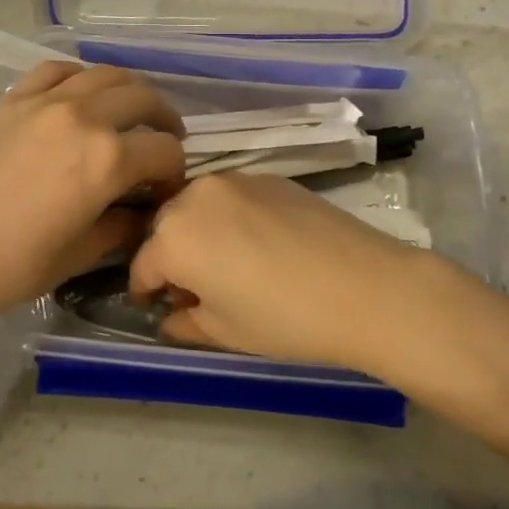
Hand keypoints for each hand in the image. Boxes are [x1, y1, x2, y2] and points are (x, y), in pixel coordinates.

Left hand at [0, 62, 185, 327]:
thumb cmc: (10, 265)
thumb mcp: (79, 255)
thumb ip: (121, 227)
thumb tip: (141, 214)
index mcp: (107, 161)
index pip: (164, 151)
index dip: (175, 171)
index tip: (166, 188)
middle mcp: (83, 118)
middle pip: (142, 99)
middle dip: (164, 120)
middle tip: (163, 141)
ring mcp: (43, 101)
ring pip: (104, 74)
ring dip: (128, 91)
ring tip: (129, 111)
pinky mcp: (11, 99)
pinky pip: (56, 71)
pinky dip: (80, 77)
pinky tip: (79, 94)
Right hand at [129, 173, 449, 372]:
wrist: (365, 286)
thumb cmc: (284, 318)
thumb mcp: (225, 332)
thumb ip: (185, 322)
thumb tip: (170, 317)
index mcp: (173, 237)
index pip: (143, 265)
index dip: (146, 291)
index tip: (155, 306)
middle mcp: (195, 196)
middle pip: (166, 227)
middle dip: (170, 256)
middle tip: (193, 288)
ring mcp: (234, 180)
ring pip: (198, 206)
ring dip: (199, 232)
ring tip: (225, 264)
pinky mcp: (268, 177)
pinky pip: (231, 198)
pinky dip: (230, 218)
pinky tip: (257, 245)